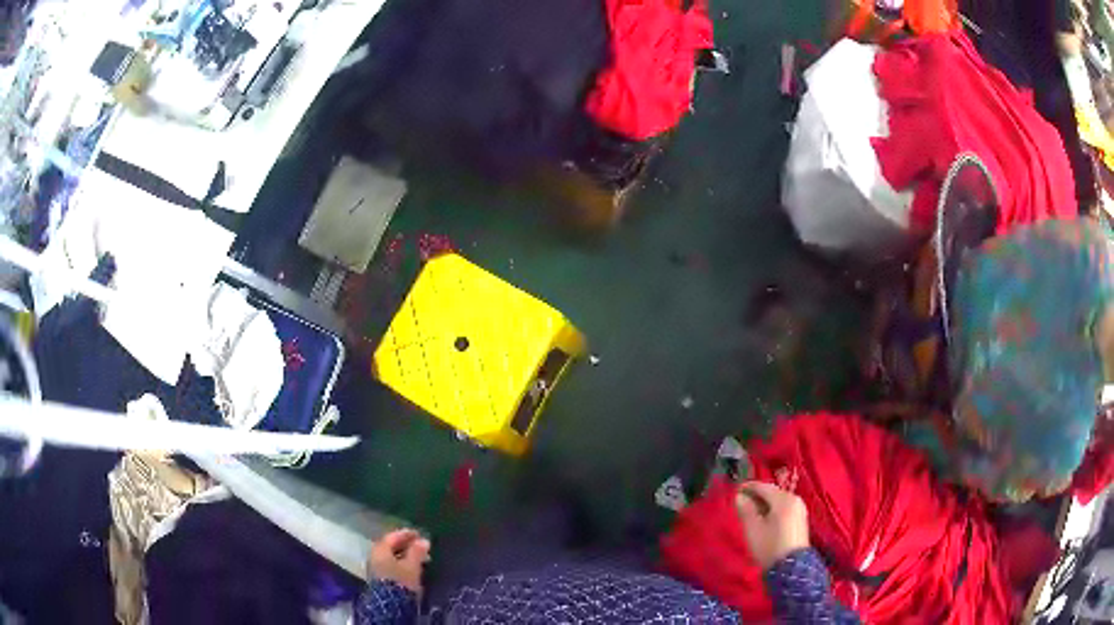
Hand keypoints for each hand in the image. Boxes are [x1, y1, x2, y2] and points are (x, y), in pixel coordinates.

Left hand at [368, 529, 430, 594]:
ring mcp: (375, 567)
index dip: (406, 534)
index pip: (393, 536)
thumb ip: (417, 552)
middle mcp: (375, 555)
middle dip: (405, 545)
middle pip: (390, 546)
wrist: (390, 604)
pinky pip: (390, 565)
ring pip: (391, 556)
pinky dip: (400, 563)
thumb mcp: (412, 566)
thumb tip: (424, 540)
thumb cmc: (400, 581)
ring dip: (404, 555)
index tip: (419, 534)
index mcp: (380, 549)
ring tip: (419, 558)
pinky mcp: (379, 578)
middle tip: (420, 546)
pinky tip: (410, 568)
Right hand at [735, 481, 809, 569]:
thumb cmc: (769, 547)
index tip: (734, 491)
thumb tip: (739, 496)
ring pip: (778, 500)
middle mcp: (794, 499)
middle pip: (772, 492)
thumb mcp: (753, 529)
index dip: (748, 487)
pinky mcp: (800, 519)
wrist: (791, 568)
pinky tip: (764, 519)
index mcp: (784, 499)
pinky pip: (784, 508)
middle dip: (756, 496)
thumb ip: (745, 509)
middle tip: (740, 503)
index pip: (763, 486)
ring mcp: (799, 509)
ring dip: (764, 503)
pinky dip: (772, 510)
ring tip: (750, 512)